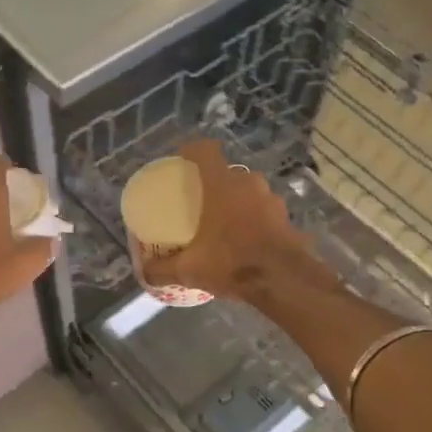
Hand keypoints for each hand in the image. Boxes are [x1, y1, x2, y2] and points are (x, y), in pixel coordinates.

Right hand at [140, 140, 328, 302]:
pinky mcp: (286, 218)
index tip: (181, 160)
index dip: (192, 150)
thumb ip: (163, 269)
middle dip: (213, 183)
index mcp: (222, 185)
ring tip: (222, 222)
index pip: (205, 151)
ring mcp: (272, 199)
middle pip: (227, 173)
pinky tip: (244, 239)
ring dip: (236, 202)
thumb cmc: (232, 262)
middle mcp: (249, 184)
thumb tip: (145, 273)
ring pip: (248, 192)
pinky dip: (253, 219)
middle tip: (199, 201)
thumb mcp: (190, 269)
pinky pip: (264, 211)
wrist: (283, 280)